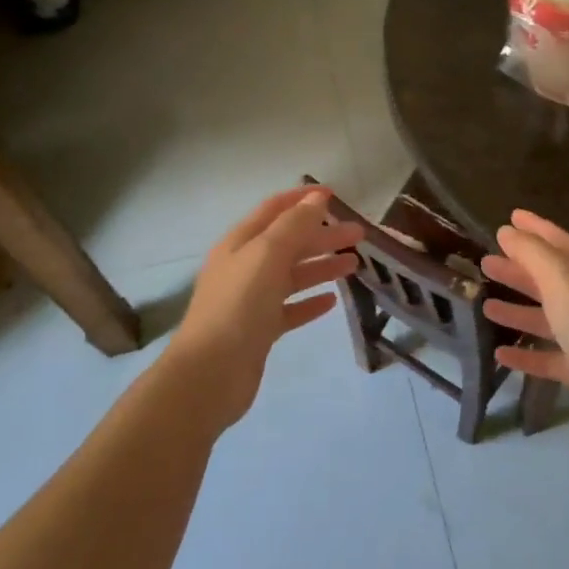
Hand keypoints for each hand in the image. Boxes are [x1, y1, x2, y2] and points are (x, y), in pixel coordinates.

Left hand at [168, 188, 362, 428]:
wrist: (210, 374)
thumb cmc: (238, 306)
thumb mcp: (267, 255)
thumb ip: (294, 225)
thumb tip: (317, 198)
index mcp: (240, 243)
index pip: (274, 210)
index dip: (302, 199)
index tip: (335, 195)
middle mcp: (244, 267)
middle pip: (289, 243)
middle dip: (323, 235)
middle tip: (359, 235)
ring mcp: (251, 300)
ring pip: (292, 275)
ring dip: (321, 267)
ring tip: (354, 265)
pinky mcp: (259, 331)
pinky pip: (290, 309)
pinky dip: (310, 302)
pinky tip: (331, 302)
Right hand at [480, 210, 568, 437]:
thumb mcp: (559, 276)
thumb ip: (531, 252)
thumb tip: (506, 231)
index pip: (557, 241)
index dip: (534, 228)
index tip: (510, 217)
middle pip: (548, 279)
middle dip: (518, 269)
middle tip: (485, 262)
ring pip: (545, 317)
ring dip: (516, 310)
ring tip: (485, 305)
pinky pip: (546, 356)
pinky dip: (524, 354)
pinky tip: (499, 354)